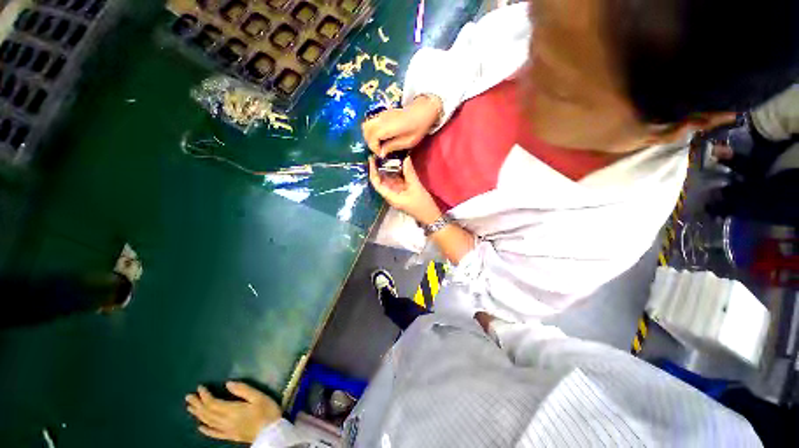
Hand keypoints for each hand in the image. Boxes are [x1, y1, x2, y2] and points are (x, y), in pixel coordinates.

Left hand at [186, 382, 280, 443]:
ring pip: (209, 422)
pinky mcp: (230, 436)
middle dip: (198, 404)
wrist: (272, 432)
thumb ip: (243, 390)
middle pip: (208, 413)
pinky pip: (215, 434)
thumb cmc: (267, 411)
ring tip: (190, 407)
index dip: (205, 395)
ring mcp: (227, 430)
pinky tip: (200, 427)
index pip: (213, 403)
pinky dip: (206, 430)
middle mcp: (226, 421)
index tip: (200, 387)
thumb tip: (228, 383)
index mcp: (232, 410)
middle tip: (188, 396)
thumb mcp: (259, 396)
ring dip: (199, 415)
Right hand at [362, 95, 442, 156]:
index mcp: (389, 126)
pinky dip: (372, 131)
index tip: (381, 154)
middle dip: (370, 142)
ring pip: (366, 125)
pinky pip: (371, 122)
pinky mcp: (382, 114)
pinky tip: (380, 138)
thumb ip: (393, 146)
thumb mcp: (408, 142)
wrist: (423, 110)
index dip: (374, 147)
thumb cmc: (418, 127)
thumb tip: (381, 153)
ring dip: (369, 136)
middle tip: (378, 150)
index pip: (373, 137)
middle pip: (366, 129)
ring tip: (378, 145)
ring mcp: (381, 115)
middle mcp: (382, 119)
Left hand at [368, 156, 441, 224]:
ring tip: (388, 155)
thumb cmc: (422, 204)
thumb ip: (409, 173)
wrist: (430, 216)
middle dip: (379, 168)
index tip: (372, 159)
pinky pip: (397, 181)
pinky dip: (396, 173)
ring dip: (388, 169)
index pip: (376, 183)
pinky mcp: (403, 192)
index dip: (372, 171)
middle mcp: (391, 195)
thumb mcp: (416, 187)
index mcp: (391, 196)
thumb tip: (405, 158)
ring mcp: (397, 193)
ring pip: (389, 180)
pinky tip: (398, 164)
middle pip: (381, 180)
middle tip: (380, 154)